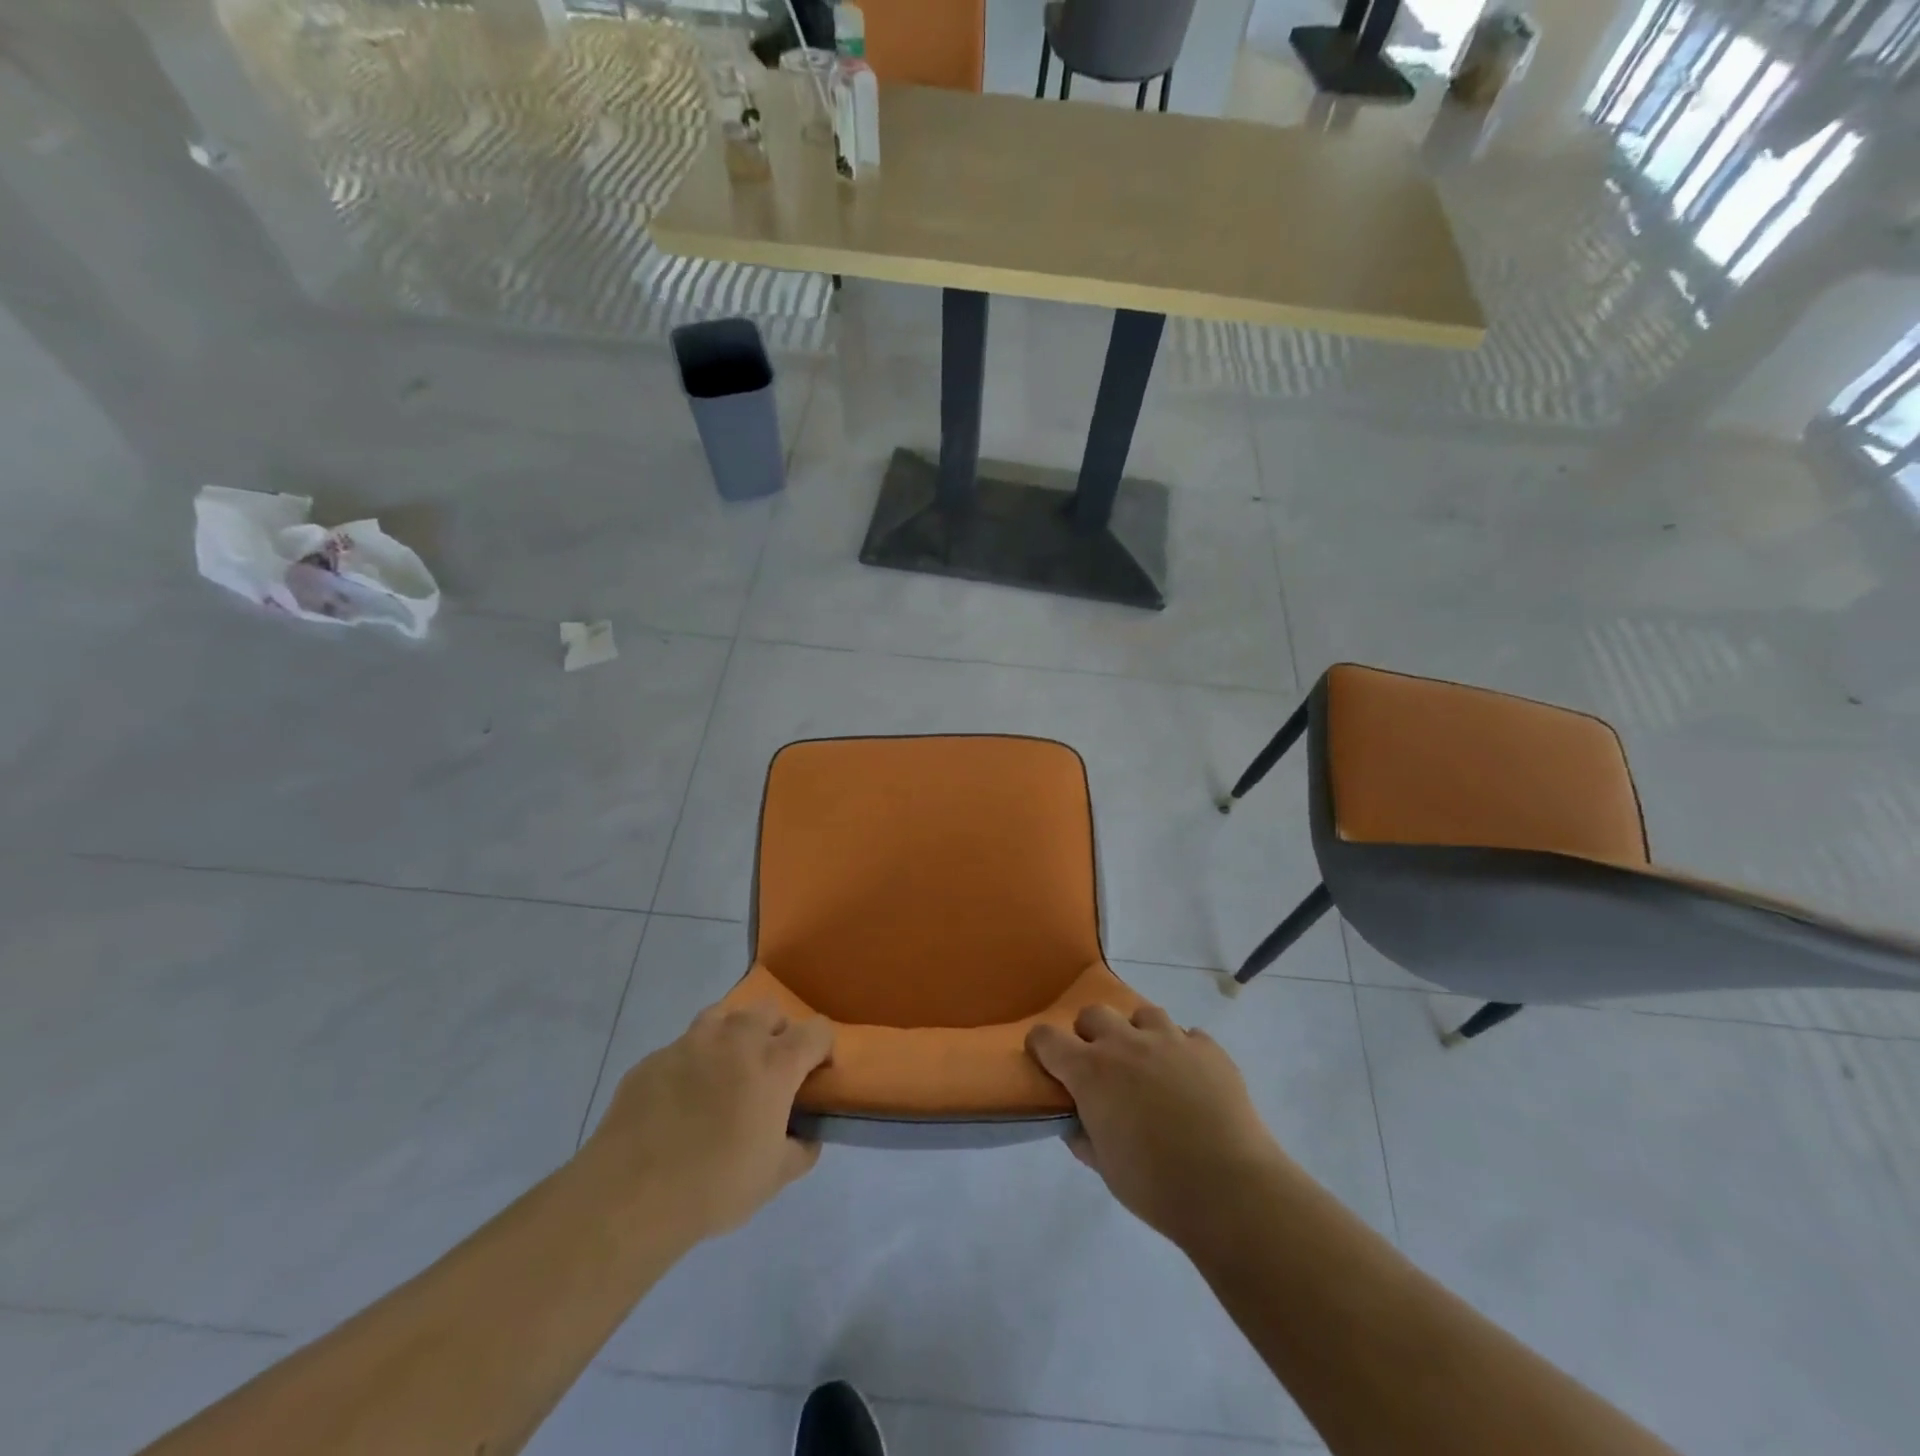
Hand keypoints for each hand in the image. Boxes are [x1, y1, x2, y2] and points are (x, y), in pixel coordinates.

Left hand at [581, 1001, 833, 1242]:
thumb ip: (801, 1149)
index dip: (823, 1049)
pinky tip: (682, 1098)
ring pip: (724, 1015)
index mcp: (774, 1063)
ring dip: (734, 1035)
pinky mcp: (654, 1058)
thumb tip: (807, 1136)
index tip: (816, 1076)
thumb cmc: (715, 1185)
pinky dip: (692, 1062)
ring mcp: (691, 1043)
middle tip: (770, 1071)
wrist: (630, 1195)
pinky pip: (683, 1047)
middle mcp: (737, 1039)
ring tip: (726, 1072)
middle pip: (770, 1011)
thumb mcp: (774, 1178)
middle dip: (778, 1033)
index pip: (817, 1031)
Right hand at [1027, 1005, 1287, 1247]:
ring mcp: (1170, 1040)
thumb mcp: (1106, 1169)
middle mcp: (1126, 1043)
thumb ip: (1084, 1138)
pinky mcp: (1208, 1048)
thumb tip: (1077, 1124)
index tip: (1046, 1061)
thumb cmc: (1156, 1186)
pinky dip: (1182, 1050)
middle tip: (1102, 1067)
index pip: (1048, 1038)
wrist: (1231, 1189)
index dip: (1041, 1046)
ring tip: (1149, 1064)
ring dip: (1138, 1033)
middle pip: (1094, 1014)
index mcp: (1091, 1071)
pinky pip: (1188, 1035)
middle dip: (1090, 1035)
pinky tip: (1190, 1079)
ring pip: (1143, 1013)